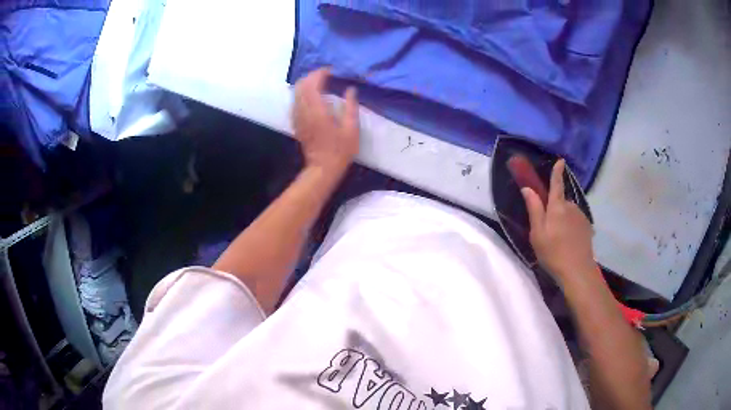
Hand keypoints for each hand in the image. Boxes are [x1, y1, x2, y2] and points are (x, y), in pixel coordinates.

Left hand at [293, 68, 359, 173]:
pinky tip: (312, 96)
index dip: (320, 74)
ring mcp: (298, 117)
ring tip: (320, 83)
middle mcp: (304, 111)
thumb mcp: (351, 129)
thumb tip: (350, 89)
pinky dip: (302, 94)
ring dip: (306, 84)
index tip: (331, 71)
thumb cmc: (340, 150)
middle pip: (301, 85)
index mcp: (318, 111)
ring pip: (296, 93)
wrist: (323, 168)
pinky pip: (295, 102)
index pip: (312, 84)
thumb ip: (350, 107)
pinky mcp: (296, 123)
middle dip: (312, 76)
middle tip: (325, 75)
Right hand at [521, 159, 596, 283]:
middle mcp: (571, 207)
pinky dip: (571, 226)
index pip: (556, 184)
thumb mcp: (538, 233)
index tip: (560, 161)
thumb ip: (534, 209)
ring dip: (563, 219)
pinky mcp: (587, 227)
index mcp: (557, 207)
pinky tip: (568, 242)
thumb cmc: (553, 252)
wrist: (577, 270)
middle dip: (555, 209)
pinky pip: (576, 221)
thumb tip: (527, 189)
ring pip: (569, 212)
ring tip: (558, 239)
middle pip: (561, 201)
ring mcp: (581, 217)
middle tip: (547, 229)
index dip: (557, 172)